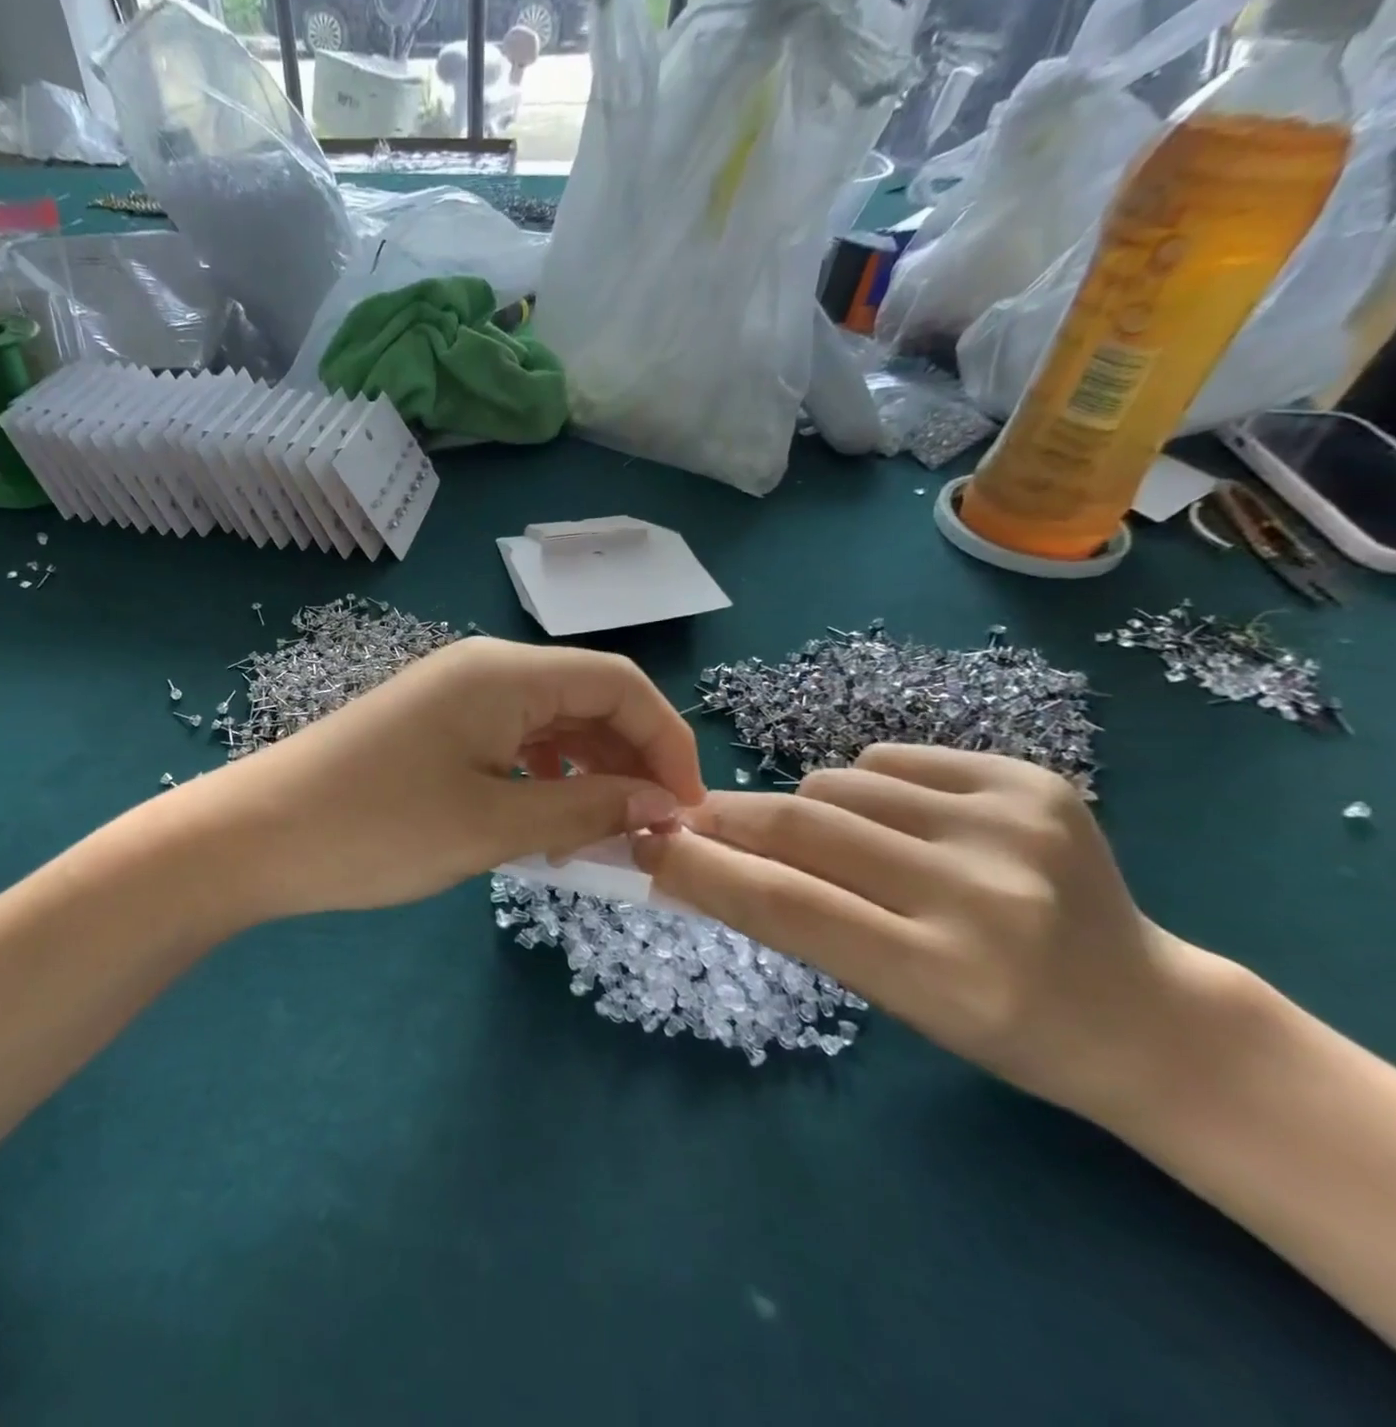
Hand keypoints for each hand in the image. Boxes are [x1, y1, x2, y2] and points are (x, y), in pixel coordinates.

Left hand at [191, 637, 704, 918]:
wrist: (256, 836)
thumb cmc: (379, 828)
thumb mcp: (493, 825)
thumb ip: (587, 809)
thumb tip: (662, 804)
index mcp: (505, 673)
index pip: (620, 682)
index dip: (666, 740)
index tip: (684, 807)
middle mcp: (484, 669)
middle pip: (586, 699)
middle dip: (627, 761)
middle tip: (645, 832)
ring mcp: (453, 697)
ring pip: (548, 725)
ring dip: (584, 774)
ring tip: (595, 838)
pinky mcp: (431, 728)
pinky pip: (509, 743)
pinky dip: (540, 779)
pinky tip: (541, 824)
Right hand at [633, 745, 1203, 1121]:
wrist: (1145, 1015)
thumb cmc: (995, 1029)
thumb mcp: (885, 995)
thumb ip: (792, 919)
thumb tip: (689, 860)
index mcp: (945, 975)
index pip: (787, 904)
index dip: (700, 868)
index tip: (644, 845)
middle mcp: (983, 894)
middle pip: (802, 824)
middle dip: (727, 817)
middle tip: (691, 819)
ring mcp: (1015, 825)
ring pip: (837, 780)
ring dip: (805, 806)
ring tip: (837, 842)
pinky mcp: (1034, 780)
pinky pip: (889, 759)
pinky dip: (864, 785)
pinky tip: (900, 822)